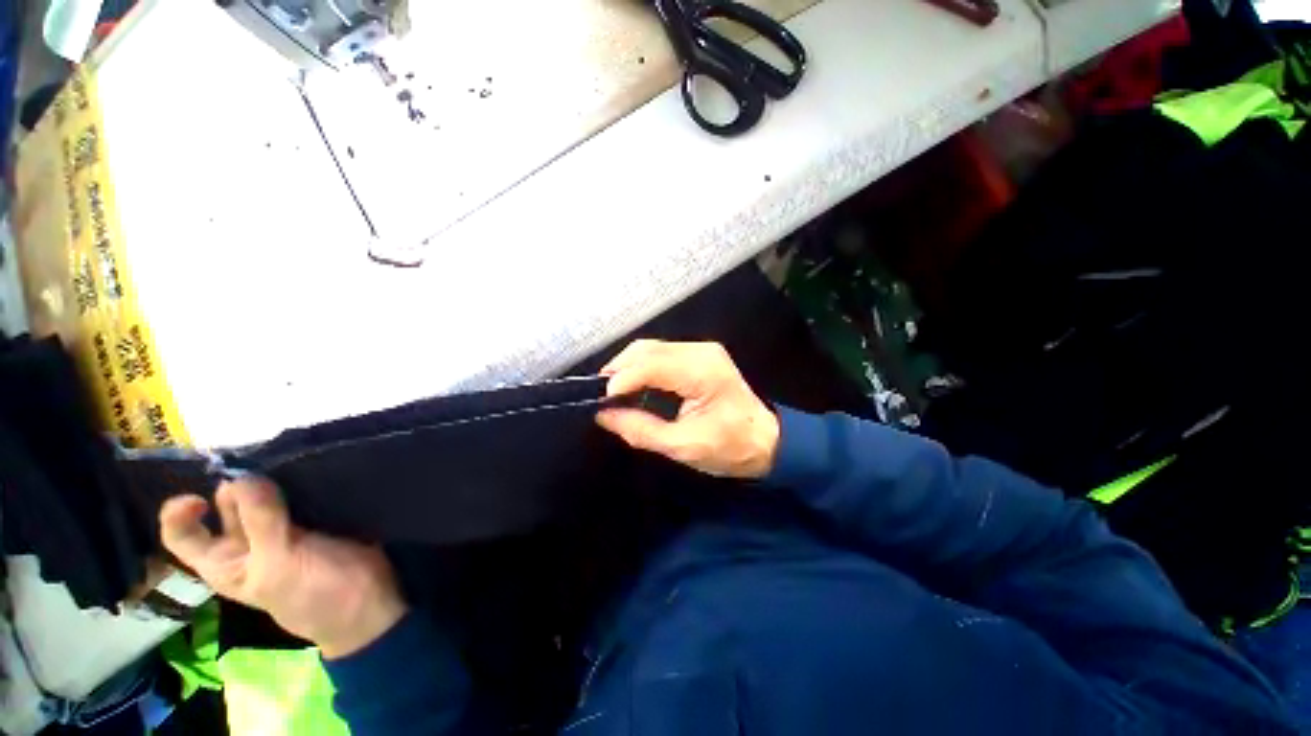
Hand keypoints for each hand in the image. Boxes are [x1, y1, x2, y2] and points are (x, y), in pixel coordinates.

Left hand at [159, 477, 405, 659]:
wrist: (370, 602)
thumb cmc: (315, 593)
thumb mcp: (279, 564)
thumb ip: (260, 522)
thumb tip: (243, 475)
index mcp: (224, 562)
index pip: (182, 533)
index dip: (180, 512)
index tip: (205, 496)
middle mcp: (247, 543)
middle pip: (227, 504)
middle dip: (240, 484)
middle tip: (267, 475)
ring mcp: (284, 530)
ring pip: (266, 494)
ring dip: (273, 479)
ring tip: (292, 465)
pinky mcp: (317, 518)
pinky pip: (300, 493)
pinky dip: (301, 480)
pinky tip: (313, 473)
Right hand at [596, 340, 779, 478]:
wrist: (766, 441)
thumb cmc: (730, 447)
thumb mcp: (683, 446)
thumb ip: (640, 429)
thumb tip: (603, 414)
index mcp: (702, 371)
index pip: (651, 365)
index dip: (621, 379)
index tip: (600, 400)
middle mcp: (701, 351)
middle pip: (648, 349)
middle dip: (619, 369)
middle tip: (600, 395)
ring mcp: (701, 350)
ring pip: (652, 348)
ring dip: (629, 367)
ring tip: (612, 391)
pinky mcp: (699, 355)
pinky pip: (661, 354)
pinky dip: (642, 367)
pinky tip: (633, 384)